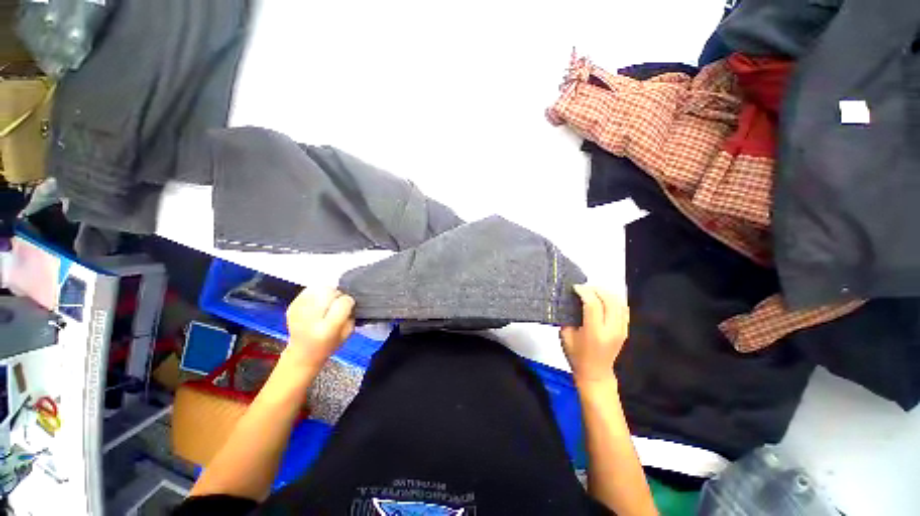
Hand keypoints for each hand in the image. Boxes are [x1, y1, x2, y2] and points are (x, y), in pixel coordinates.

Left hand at [284, 287, 354, 368]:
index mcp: (326, 329)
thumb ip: (350, 315)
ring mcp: (298, 312)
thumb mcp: (347, 334)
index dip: (348, 302)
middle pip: (328, 292)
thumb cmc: (328, 345)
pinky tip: (317, 303)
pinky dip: (316, 293)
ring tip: (326, 303)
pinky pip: (308, 290)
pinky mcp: (291, 306)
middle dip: (336, 294)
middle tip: (336, 303)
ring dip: (326, 293)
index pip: (342, 303)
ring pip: (318, 288)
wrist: (302, 354)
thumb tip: (347, 300)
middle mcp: (310, 320)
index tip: (348, 306)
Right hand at [560, 285, 629, 385]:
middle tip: (584, 288)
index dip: (584, 292)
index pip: (593, 304)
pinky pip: (623, 309)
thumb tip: (571, 301)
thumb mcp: (565, 336)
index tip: (575, 287)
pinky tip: (604, 299)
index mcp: (594, 332)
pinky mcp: (625, 330)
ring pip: (619, 303)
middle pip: (609, 300)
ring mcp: (621, 330)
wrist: (595, 373)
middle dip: (595, 289)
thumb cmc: (576, 356)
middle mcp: (611, 330)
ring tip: (593, 292)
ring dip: (606, 293)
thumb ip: (568, 317)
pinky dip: (614, 300)